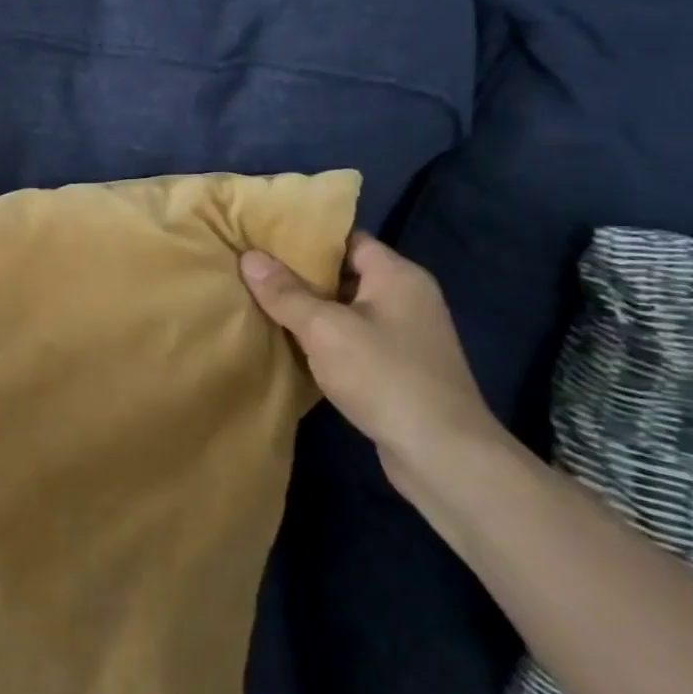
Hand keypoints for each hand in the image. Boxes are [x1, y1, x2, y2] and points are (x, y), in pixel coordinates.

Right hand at [240, 232, 503, 488]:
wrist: (444, 456)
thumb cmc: (385, 376)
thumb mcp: (324, 329)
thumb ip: (285, 292)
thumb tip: (249, 257)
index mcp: (398, 275)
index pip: (347, 239)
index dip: (306, 237)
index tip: (264, 238)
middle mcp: (407, 298)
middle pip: (345, 273)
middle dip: (300, 275)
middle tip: (253, 270)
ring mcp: (406, 336)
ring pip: (346, 310)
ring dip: (310, 310)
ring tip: (260, 303)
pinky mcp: (399, 369)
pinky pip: (353, 340)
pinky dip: (324, 339)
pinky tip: (290, 346)